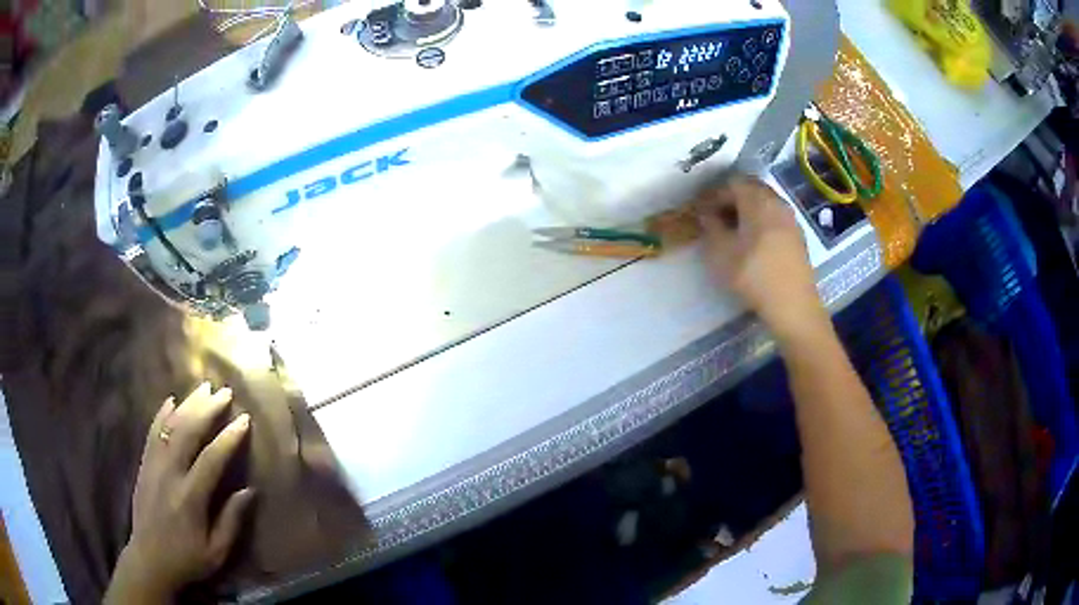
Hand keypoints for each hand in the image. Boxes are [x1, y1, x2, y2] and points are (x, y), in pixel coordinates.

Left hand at [105, 383, 255, 603]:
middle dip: (207, 410)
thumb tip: (250, 491)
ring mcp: (153, 467)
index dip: (228, 438)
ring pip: (169, 427)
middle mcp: (169, 475)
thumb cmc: (188, 560)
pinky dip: (161, 414)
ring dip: (187, 405)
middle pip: (188, 433)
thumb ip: (231, 521)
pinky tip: (171, 400)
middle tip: (224, 392)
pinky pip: (151, 433)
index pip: (211, 460)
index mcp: (190, 498)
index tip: (244, 419)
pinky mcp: (144, 466)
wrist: (150, 560)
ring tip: (203, 388)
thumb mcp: (217, 552)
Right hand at [695, 176, 827, 339]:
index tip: (700, 210)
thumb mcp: (721, 252)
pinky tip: (752, 243)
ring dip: (746, 211)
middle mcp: (776, 202)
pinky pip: (774, 218)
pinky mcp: (797, 236)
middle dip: (730, 199)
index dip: (713, 194)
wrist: (793, 305)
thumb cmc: (753, 275)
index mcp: (757, 199)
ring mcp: (790, 219)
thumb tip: (706, 212)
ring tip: (732, 231)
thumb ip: (711, 226)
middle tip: (715, 217)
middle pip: (750, 189)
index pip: (731, 183)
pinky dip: (760, 222)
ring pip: (764, 203)